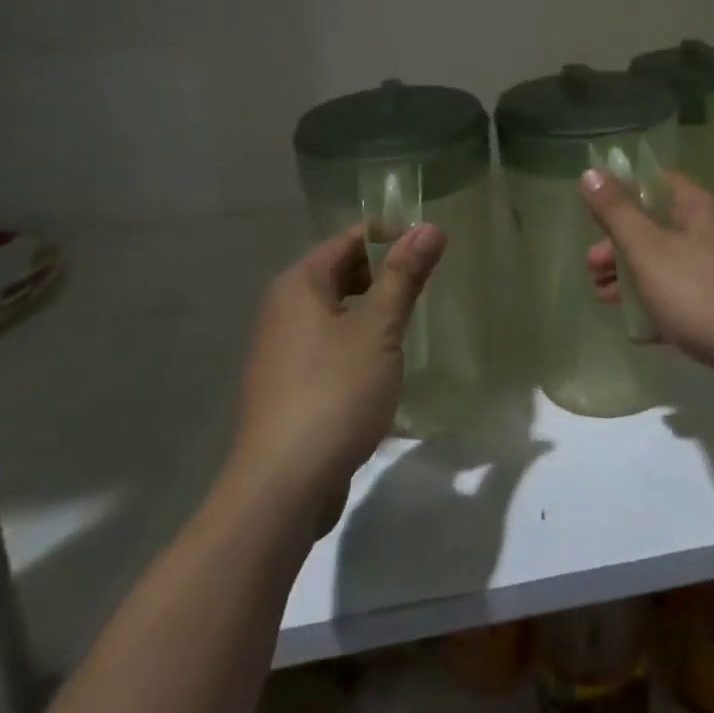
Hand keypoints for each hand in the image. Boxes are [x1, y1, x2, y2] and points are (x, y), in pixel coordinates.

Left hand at [229, 223, 445, 529]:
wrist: (284, 485)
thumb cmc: (335, 392)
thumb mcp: (379, 329)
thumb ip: (404, 276)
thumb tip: (429, 227)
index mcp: (299, 285)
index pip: (349, 241)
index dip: (390, 236)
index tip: (431, 244)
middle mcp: (283, 310)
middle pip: (340, 274)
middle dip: (384, 274)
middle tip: (428, 282)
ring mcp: (282, 351)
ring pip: (336, 313)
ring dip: (373, 312)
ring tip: (413, 319)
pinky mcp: (289, 387)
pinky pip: (329, 347)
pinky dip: (358, 344)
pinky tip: (385, 364)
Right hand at [581, 169, 713, 407]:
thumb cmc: (700, 293)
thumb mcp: (648, 249)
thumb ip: (616, 213)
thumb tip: (590, 172)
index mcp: (697, 209)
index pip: (657, 182)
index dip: (624, 191)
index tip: (594, 211)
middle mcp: (711, 234)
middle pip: (657, 227)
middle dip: (620, 244)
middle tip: (591, 266)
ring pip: (667, 266)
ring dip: (633, 278)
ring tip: (603, 298)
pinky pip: (683, 302)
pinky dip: (658, 310)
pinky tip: (637, 331)